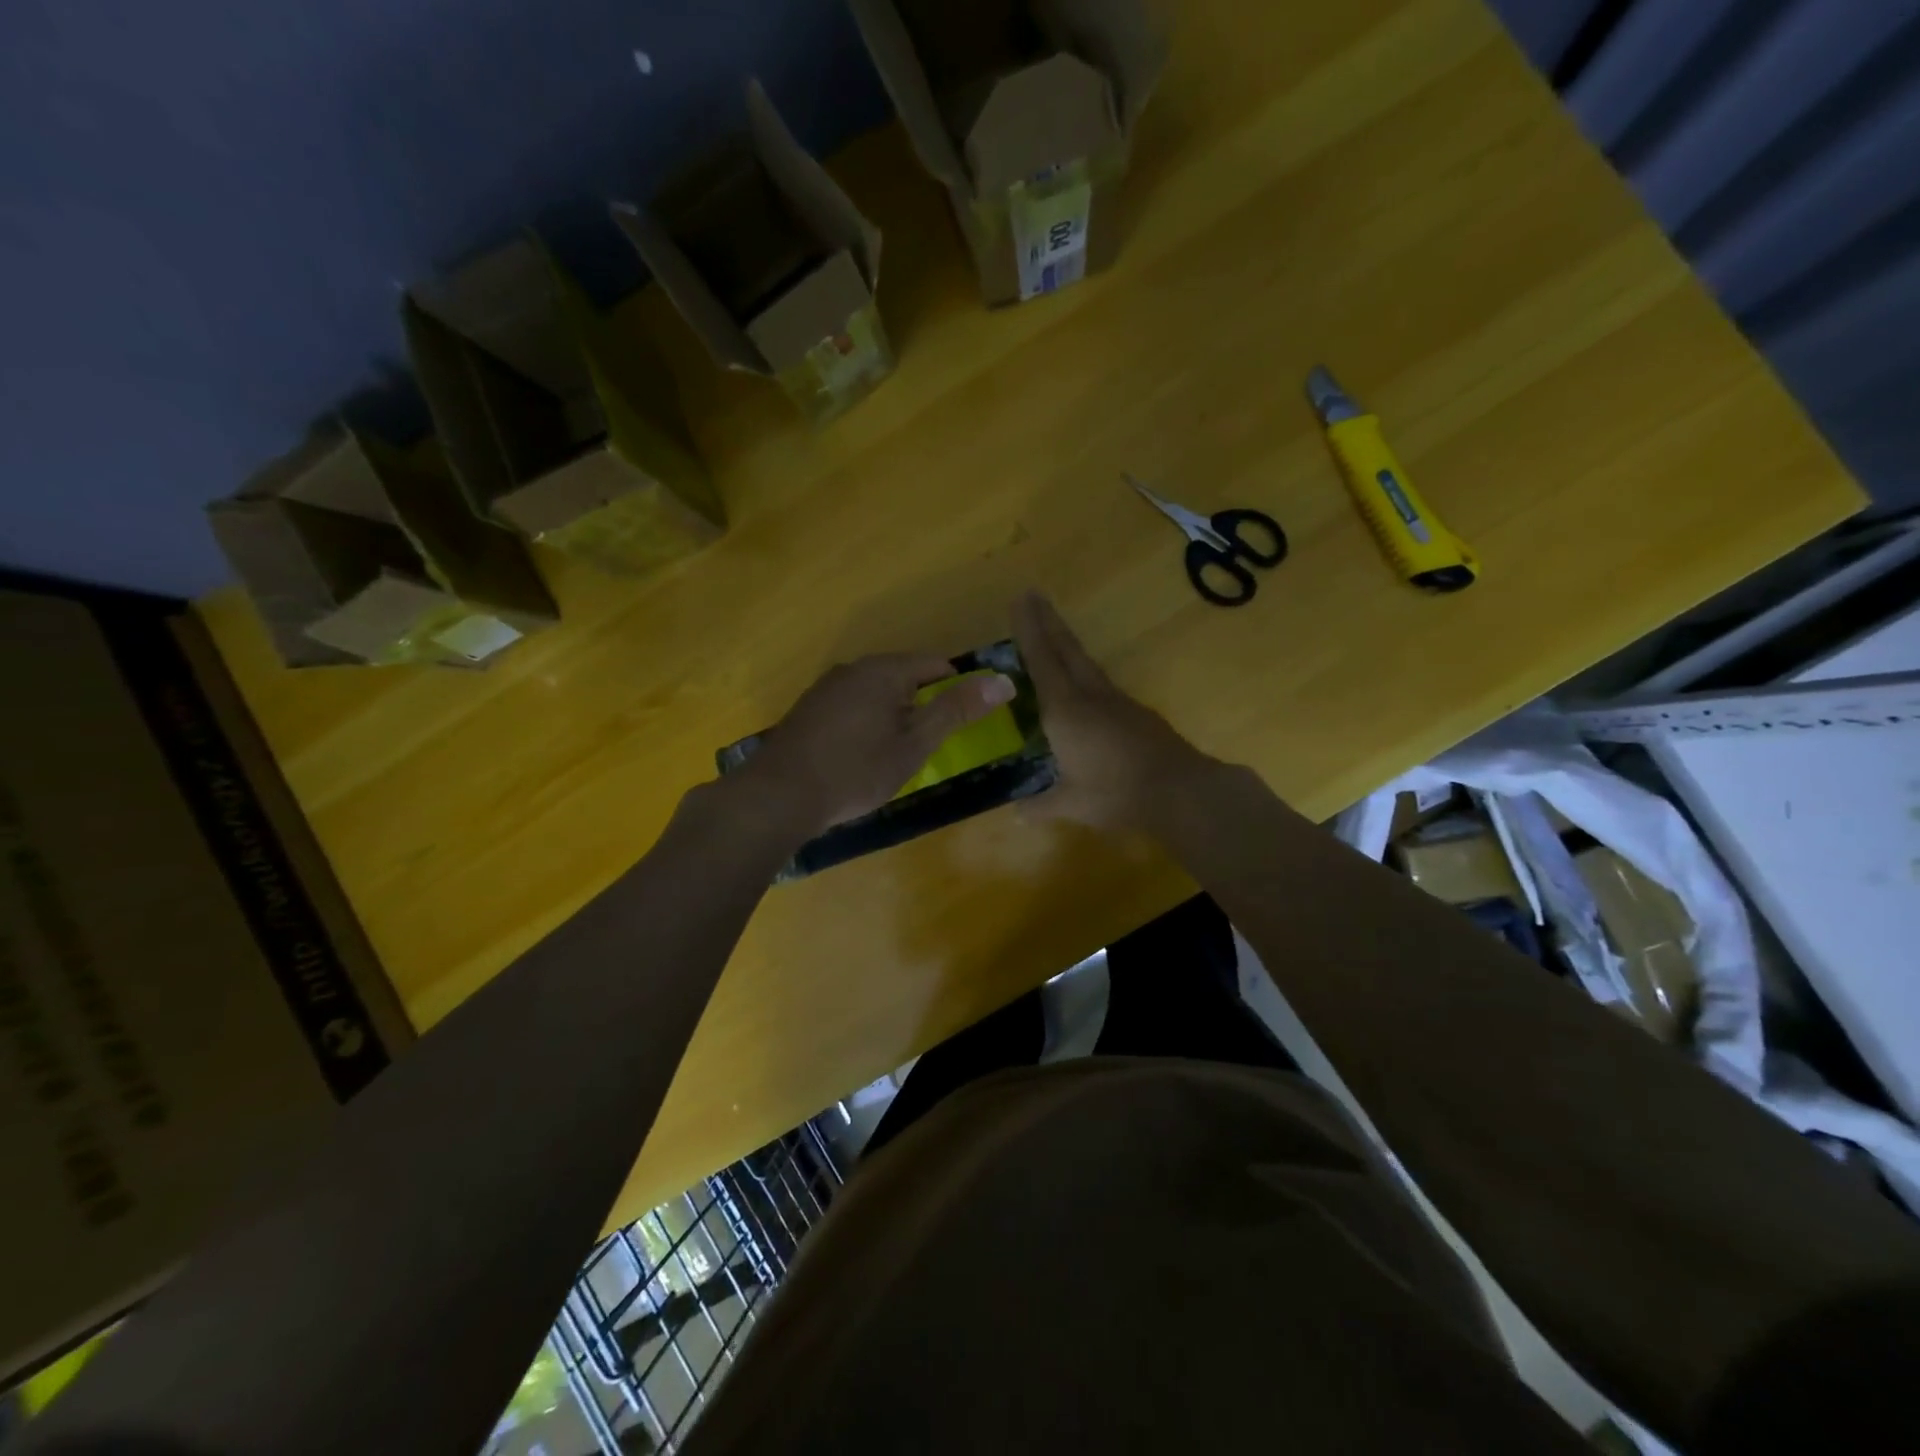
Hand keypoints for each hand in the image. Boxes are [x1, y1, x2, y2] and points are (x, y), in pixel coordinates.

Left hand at [744, 655, 1015, 838]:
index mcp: (884, 670)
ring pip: (875, 692)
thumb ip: (957, 710)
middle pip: (904, 676)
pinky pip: (851, 706)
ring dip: (893, 714)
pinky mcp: (807, 710)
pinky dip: (866, 723)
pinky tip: (860, 755)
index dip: (957, 689)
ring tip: (897, 753)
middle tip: (929, 744)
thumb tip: (1004, 681)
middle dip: (922, 704)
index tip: (961, 723)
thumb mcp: (915, 743)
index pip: (936, 664)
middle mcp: (854, 668)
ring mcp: (825, 688)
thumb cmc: (857, 770)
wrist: (779, 795)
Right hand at [1013, 591, 1213, 828]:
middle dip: (1046, 621)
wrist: (1179, 790)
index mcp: (1065, 711)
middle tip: (1033, 594)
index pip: (1041, 661)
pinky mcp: (1134, 712)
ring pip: (1085, 663)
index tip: (1020, 599)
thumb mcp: (1071, 804)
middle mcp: (1089, 696)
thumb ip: (1041, 805)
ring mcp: (1116, 701)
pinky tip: (1081, 680)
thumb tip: (1015, 814)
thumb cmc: (1115, 793)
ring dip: (1066, 642)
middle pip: (1065, 649)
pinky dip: (1082, 670)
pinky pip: (1100, 682)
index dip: (1028, 630)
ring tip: (1053, 631)